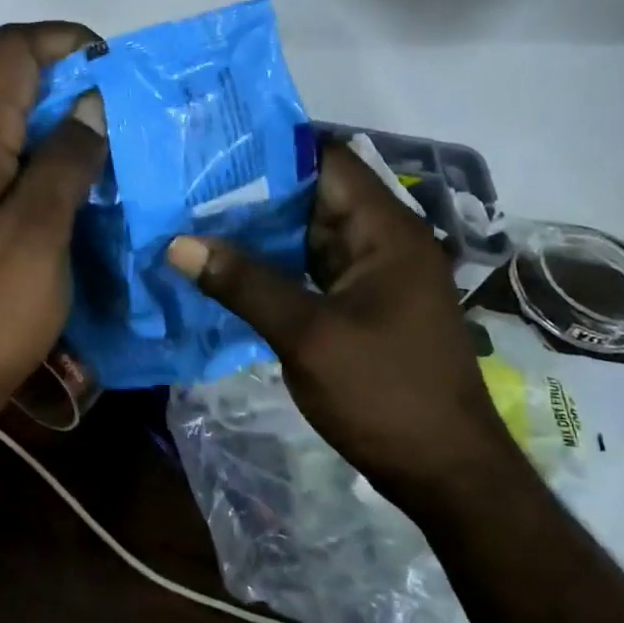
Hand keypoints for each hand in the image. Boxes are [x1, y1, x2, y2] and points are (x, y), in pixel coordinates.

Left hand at [0, 23, 108, 438]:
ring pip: (14, 128)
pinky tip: (84, 193)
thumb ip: (65, 162)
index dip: (63, 39)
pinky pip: (10, 167)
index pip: (10, 51)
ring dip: (64, 129)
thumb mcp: (38, 234)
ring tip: (118, 154)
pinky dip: (49, 165)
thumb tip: (90, 104)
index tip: (113, 67)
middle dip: (73, 86)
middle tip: (129, 118)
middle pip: (13, 86)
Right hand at [166, 139, 519, 511]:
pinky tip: (225, 267)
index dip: (272, 150)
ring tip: (194, 218)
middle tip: (188, 185)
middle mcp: (382, 241)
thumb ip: (244, 284)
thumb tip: (179, 243)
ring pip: (307, 234)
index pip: (327, 161)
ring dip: (258, 230)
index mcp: (385, 231)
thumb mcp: (307, 335)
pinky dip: (271, 264)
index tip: (213, 149)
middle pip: (313, 195)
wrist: (444, 473)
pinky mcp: (359, 304)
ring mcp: (372, 275)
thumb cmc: (384, 394)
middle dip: (253, 190)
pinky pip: (309, 268)